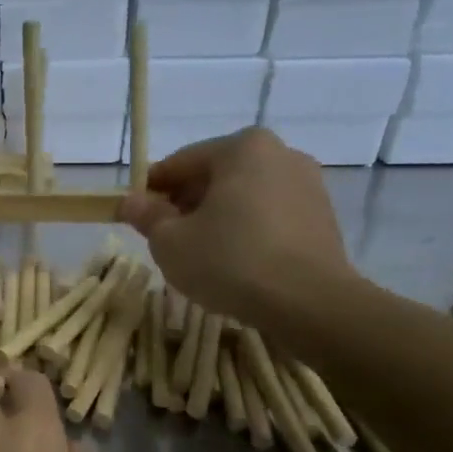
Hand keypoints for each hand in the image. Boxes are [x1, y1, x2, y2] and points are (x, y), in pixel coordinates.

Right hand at [117, 127, 356, 330]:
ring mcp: (307, 184)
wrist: (308, 302)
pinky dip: (247, 230)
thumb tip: (130, 202)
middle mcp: (280, 154)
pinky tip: (235, 262)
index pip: (180, 163)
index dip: (150, 190)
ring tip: (200, 254)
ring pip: (244, 196)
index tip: (134, 216)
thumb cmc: (230, 261)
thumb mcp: (170, 241)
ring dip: (217, 217)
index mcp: (241, 148)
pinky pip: (270, 215)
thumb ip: (147, 216)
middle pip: (215, 176)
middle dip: (186, 203)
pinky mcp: (322, 216)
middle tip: (165, 238)